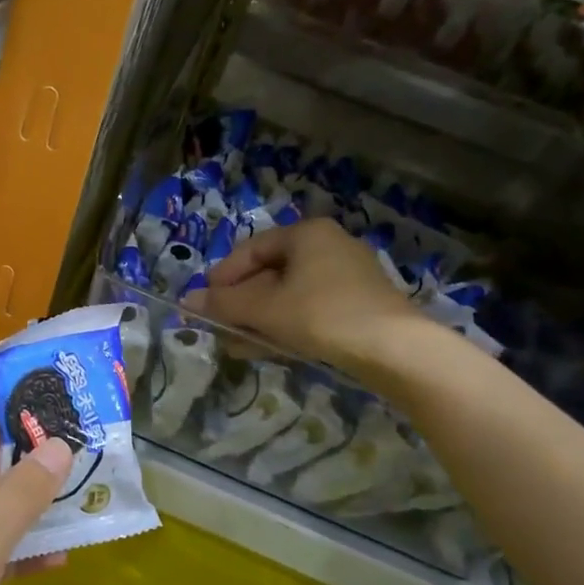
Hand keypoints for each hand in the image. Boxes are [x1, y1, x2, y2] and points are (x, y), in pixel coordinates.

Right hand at [187, 218, 441, 380]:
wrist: (396, 350)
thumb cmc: (322, 315)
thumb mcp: (265, 309)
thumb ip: (225, 304)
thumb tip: (187, 302)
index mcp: (306, 233)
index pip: (252, 249)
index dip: (223, 276)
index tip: (205, 301)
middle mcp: (329, 246)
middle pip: (271, 272)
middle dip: (241, 303)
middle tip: (220, 326)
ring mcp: (348, 276)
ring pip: (290, 294)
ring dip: (260, 318)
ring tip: (237, 344)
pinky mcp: (360, 304)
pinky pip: (310, 308)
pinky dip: (286, 325)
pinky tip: (267, 348)